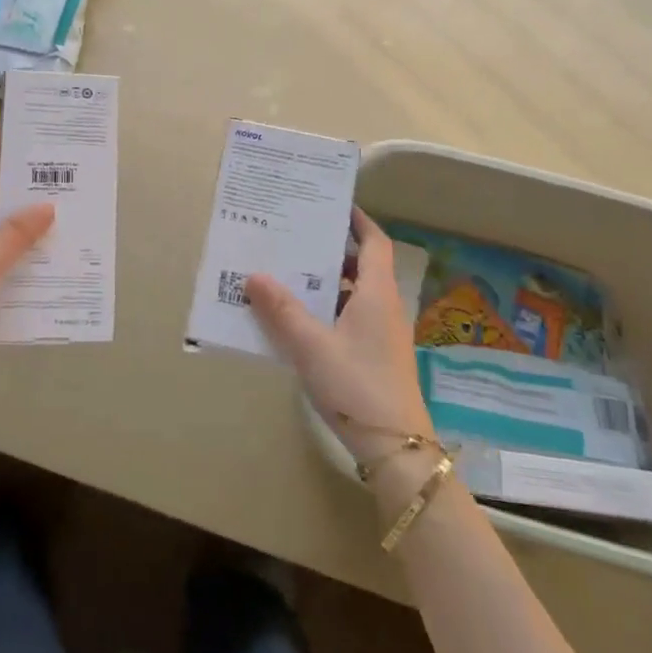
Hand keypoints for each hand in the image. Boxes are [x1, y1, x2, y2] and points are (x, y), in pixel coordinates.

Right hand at [246, 208, 434, 463]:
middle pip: (361, 266)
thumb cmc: (356, 385)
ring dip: (325, 283)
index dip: (357, 220)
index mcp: (376, 294)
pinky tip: (298, 321)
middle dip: (330, 251)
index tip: (331, 204)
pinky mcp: (376, 357)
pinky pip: (350, 318)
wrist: (397, 448)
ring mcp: (382, 334)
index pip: (374, 242)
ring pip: (353, 294)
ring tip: (288, 275)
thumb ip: (282, 310)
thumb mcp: (311, 346)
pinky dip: (327, 310)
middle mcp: (384, 307)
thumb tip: (254, 276)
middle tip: (294, 238)